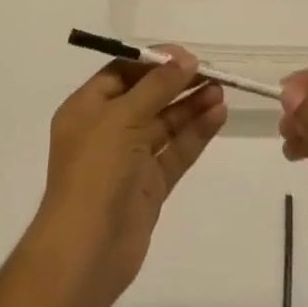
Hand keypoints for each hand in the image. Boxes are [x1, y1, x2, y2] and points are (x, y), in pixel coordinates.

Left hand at [30, 46, 226, 306]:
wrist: (86, 252)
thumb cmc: (96, 171)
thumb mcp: (123, 117)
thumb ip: (157, 85)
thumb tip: (185, 58)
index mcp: (87, 108)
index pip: (123, 72)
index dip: (154, 60)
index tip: (185, 54)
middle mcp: (107, 129)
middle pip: (147, 96)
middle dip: (177, 82)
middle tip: (211, 70)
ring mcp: (129, 159)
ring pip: (165, 123)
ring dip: (191, 105)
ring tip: (221, 90)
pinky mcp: (149, 186)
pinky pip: (175, 151)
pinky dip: (195, 133)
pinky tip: (217, 116)